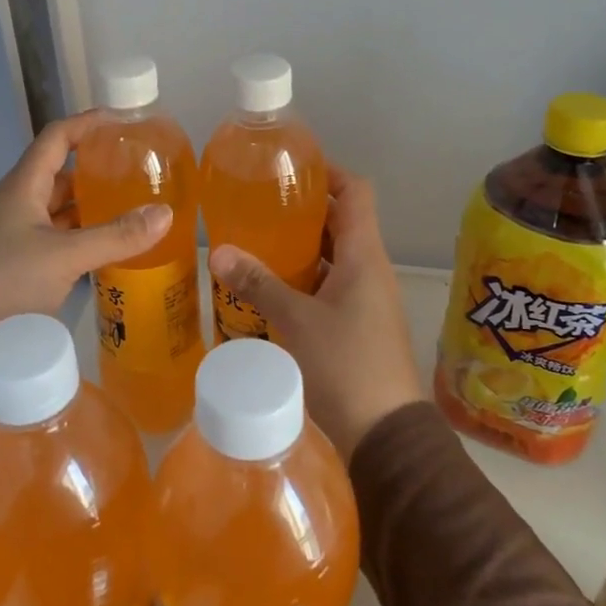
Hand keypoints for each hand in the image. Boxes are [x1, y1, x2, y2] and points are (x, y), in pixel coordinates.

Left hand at [0, 112, 170, 379]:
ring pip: (59, 211)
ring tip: (133, 207)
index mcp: (22, 188)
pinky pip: (57, 241)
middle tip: (140, 171)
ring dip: (91, 206)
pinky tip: (107, 250)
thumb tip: (167, 213)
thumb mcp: (63, 258)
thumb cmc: (0, 285)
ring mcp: (14, 238)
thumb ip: (115, 236)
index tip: (125, 122)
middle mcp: (16, 205)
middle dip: (97, 168)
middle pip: (60, 174)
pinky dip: (82, 239)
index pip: (56, 138)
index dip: (88, 123)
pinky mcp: (16, 269)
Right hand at [209, 168, 422, 460]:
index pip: (356, 192)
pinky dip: (303, 281)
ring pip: (332, 258)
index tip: (292, 168)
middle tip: (259, 206)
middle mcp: (370, 271)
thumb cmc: (346, 367)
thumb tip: (219, 252)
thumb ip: (258, 284)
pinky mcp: (358, 327)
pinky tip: (269, 291)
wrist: (386, 437)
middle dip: (303, 211)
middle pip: (341, 223)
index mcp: (364, 256)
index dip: (328, 172)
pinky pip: (329, 288)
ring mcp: (366, 300)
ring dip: (300, 249)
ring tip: (256, 244)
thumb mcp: (296, 321)